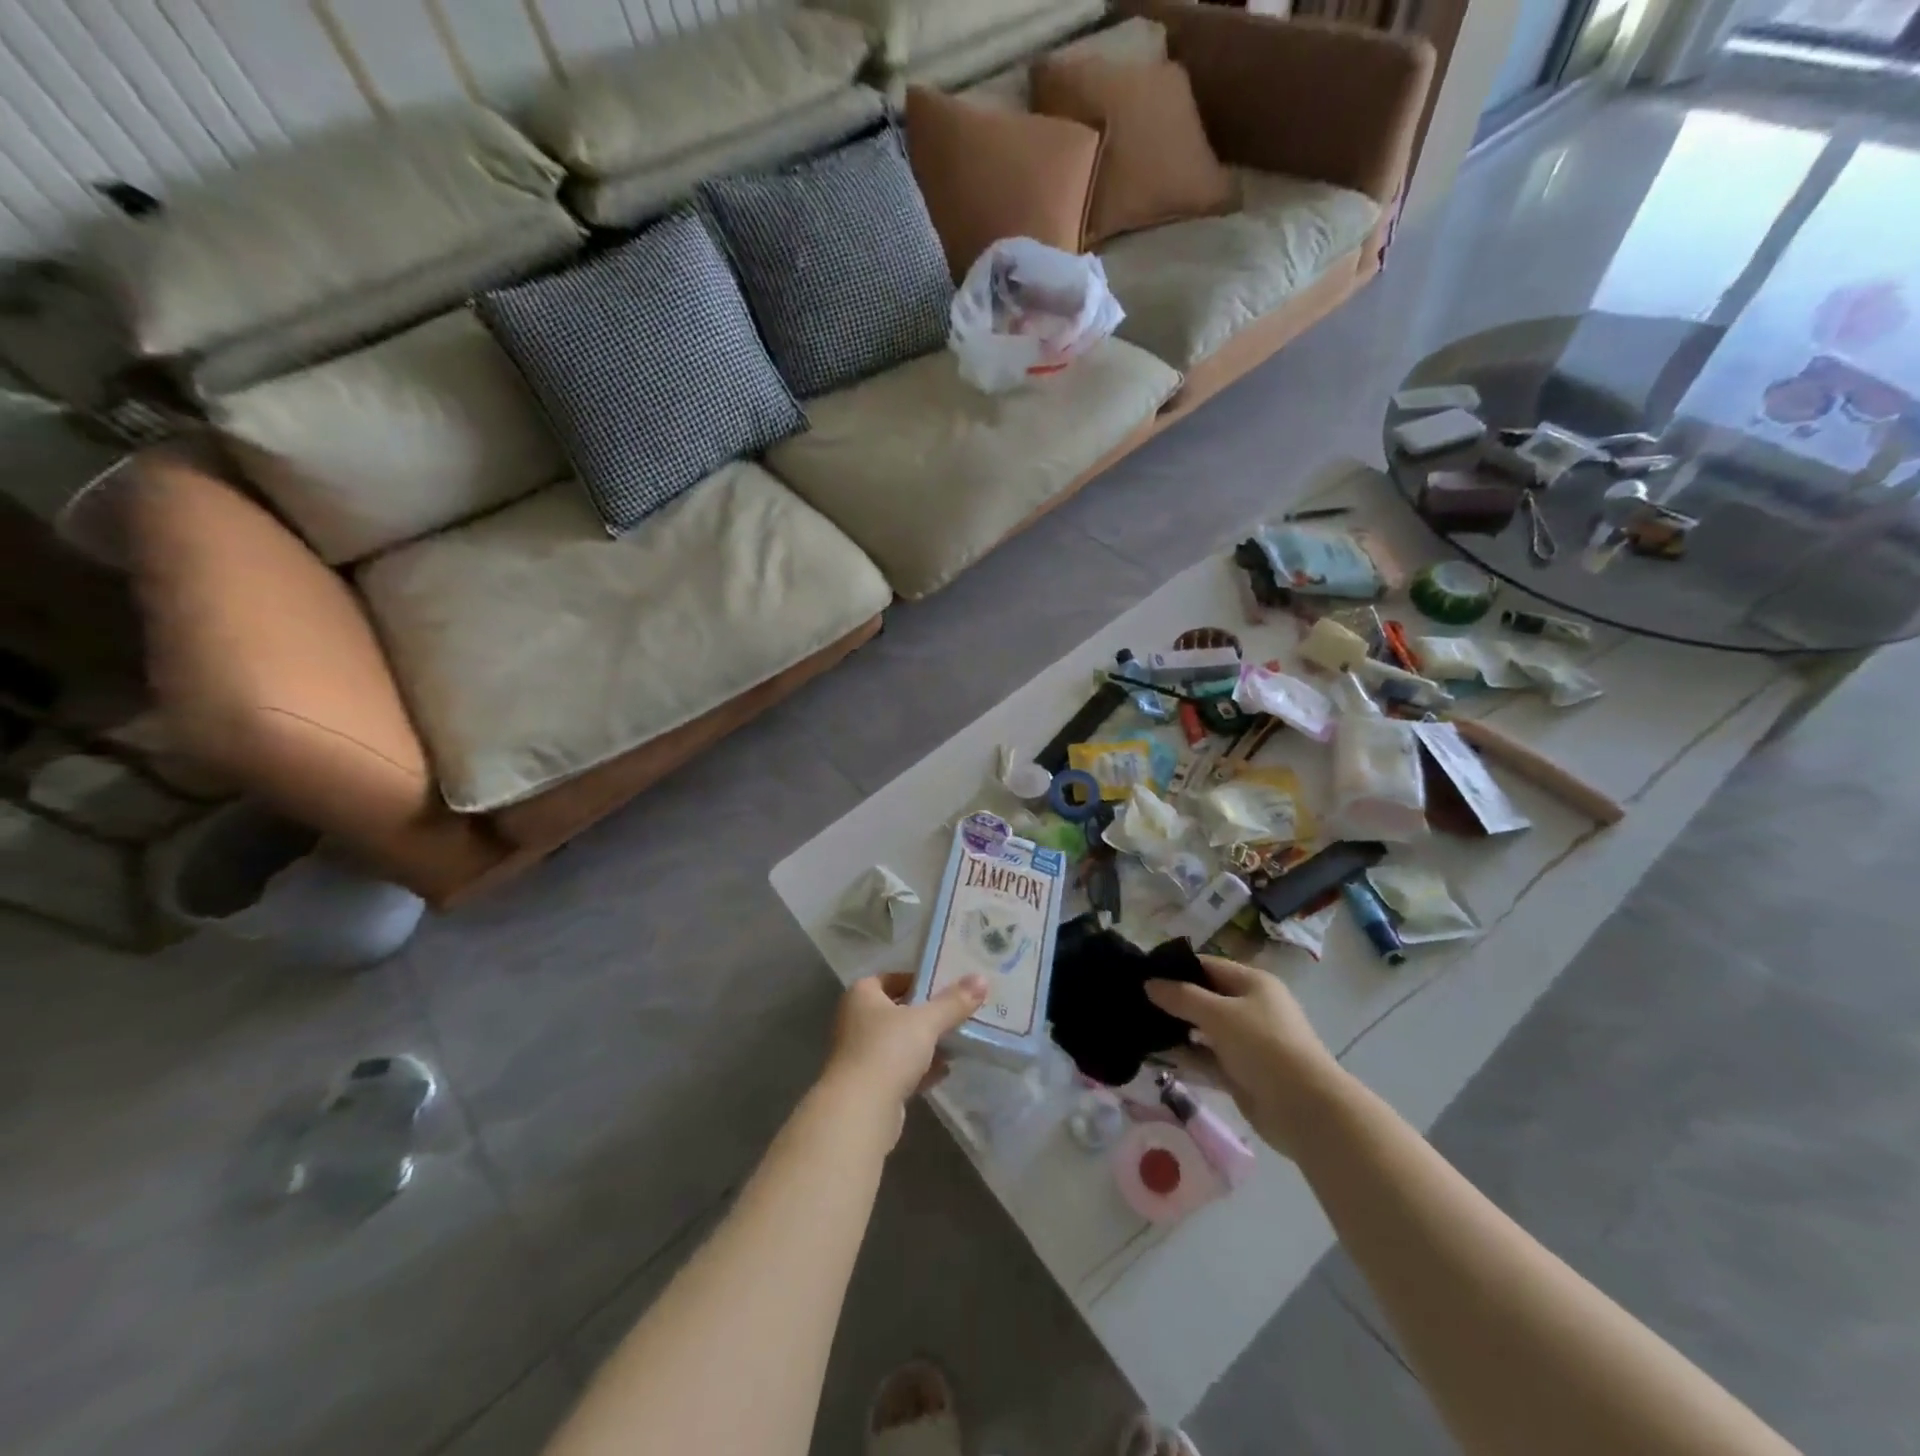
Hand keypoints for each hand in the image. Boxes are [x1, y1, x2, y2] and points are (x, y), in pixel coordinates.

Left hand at [823, 970, 987, 1122]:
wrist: (859, 1111)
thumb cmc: (888, 1050)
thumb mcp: (926, 1021)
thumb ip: (953, 1002)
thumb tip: (981, 979)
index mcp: (861, 995)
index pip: (891, 978)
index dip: (917, 980)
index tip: (945, 987)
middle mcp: (855, 1020)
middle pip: (897, 1011)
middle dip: (926, 1015)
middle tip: (956, 1014)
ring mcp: (860, 1054)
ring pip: (898, 1042)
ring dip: (924, 1044)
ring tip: (956, 1043)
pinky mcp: (868, 1085)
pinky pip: (898, 1069)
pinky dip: (919, 1069)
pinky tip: (944, 1072)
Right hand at [1145, 956, 1346, 1157]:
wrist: (1306, 1109)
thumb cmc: (1264, 1046)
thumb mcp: (1219, 1014)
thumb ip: (1181, 997)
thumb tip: (1149, 983)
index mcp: (1253, 983)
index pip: (1208, 966)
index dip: (1176, 968)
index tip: (1142, 973)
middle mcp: (1250, 1008)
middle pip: (1205, 997)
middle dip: (1173, 1000)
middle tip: (1134, 1001)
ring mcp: (1246, 1042)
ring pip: (1203, 1030)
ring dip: (1177, 1030)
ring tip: (1139, 1027)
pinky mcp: (1241, 1073)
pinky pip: (1207, 1058)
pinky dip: (1186, 1057)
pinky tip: (1157, 1056)